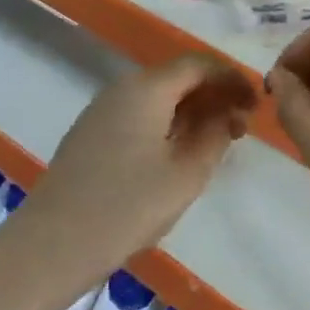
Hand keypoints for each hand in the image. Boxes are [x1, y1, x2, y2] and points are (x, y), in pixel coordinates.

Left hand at [0, 56, 255, 303]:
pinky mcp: (92, 133)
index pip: (199, 65)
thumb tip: (227, 113)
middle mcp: (123, 87)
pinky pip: (140, 113)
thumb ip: (215, 136)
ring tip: (217, 140)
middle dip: (214, 94)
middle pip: (177, 77)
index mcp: (147, 88)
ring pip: (158, 96)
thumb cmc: (127, 207)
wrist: (52, 245)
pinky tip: (178, 152)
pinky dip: (168, 122)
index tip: (257, 103)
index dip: (232, 78)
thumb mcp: (186, 174)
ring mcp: (102, 109)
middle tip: (242, 125)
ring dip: (191, 110)